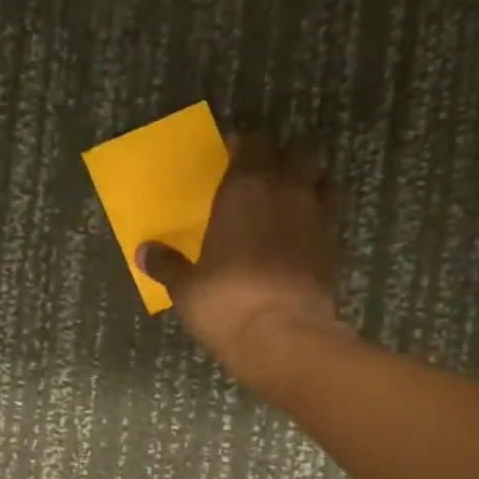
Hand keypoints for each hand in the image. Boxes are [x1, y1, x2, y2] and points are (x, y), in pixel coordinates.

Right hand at [137, 132, 345, 386]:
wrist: (282, 335)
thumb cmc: (224, 302)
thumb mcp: (185, 287)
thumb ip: (167, 264)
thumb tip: (143, 252)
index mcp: (245, 188)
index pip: (254, 142)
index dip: (245, 146)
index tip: (233, 156)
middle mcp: (286, 191)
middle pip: (298, 151)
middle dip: (284, 157)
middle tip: (265, 176)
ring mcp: (318, 216)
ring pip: (322, 178)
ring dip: (308, 182)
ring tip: (290, 201)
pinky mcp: (336, 245)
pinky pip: (330, 216)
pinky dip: (318, 218)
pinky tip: (302, 237)